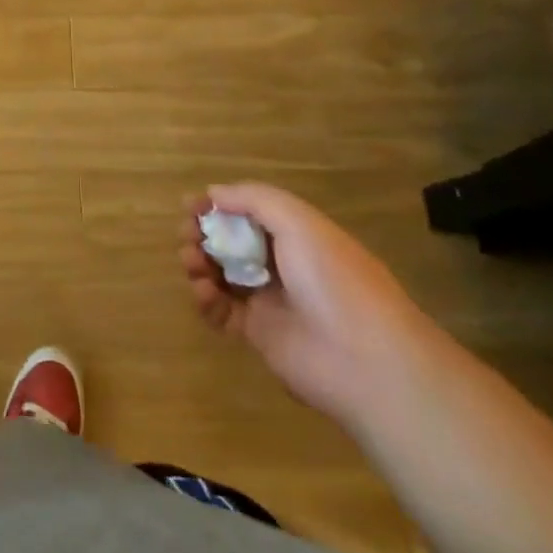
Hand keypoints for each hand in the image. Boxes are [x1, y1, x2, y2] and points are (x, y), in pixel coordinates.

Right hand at [179, 182, 434, 425]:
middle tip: (187, 235)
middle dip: (204, 234)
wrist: (365, 359)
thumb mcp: (298, 221)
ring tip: (192, 263)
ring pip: (223, 274)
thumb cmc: (333, 278)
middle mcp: (282, 263)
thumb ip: (253, 199)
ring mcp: (270, 299)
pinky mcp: (259, 334)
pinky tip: (203, 292)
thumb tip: (214, 193)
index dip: (219, 206)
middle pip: (231, 241)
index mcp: (296, 233)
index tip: (191, 206)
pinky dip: (206, 300)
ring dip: (200, 263)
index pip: (248, 212)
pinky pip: (222, 312)